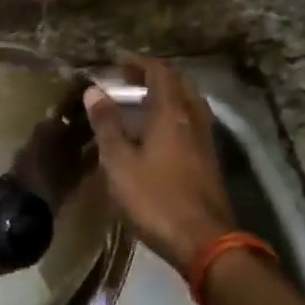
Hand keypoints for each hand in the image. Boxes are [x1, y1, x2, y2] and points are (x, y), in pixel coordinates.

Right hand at [84, 58, 235, 276]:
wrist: (204, 242)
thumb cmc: (156, 200)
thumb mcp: (120, 163)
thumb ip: (107, 125)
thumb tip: (95, 91)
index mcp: (171, 114)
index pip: (160, 72)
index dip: (139, 62)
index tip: (117, 62)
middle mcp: (193, 120)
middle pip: (180, 84)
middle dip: (155, 76)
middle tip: (130, 81)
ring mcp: (206, 142)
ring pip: (190, 105)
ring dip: (168, 96)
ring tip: (143, 105)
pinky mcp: (210, 162)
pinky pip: (193, 125)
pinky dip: (176, 118)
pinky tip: (160, 136)